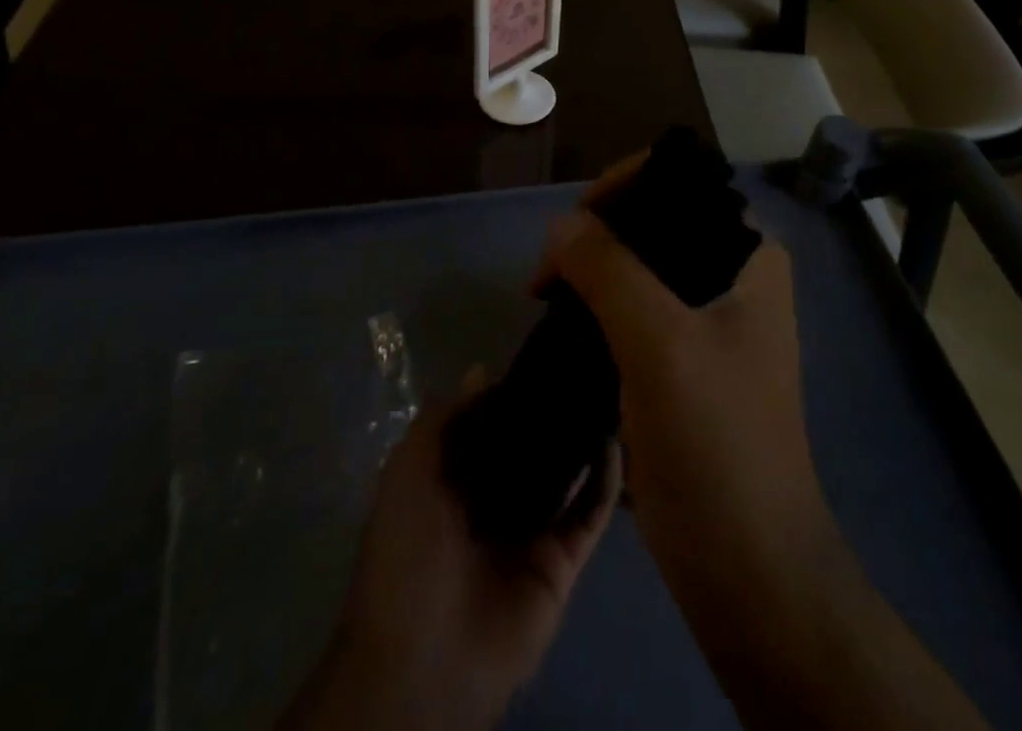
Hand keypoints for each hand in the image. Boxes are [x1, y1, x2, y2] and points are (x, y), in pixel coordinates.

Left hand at [279, 373, 620, 730]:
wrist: (424, 663)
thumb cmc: (407, 555)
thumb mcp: (408, 473)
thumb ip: (443, 420)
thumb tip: (483, 371)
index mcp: (452, 483)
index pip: (487, 427)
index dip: (509, 394)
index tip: (538, 357)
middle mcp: (493, 503)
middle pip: (529, 449)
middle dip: (550, 415)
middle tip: (580, 369)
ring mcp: (530, 533)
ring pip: (565, 477)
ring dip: (583, 441)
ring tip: (606, 392)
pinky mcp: (561, 563)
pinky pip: (589, 515)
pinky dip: (605, 481)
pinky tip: (614, 441)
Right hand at [534, 156, 990, 730]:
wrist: (746, 567)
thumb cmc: (715, 442)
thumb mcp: (659, 342)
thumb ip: (608, 269)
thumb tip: (562, 225)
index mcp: (749, 256)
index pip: (682, 184)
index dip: (623, 186)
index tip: (573, 222)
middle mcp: (733, 277)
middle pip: (654, 224)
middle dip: (597, 236)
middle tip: (549, 272)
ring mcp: (709, 322)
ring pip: (638, 269)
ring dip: (590, 276)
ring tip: (547, 298)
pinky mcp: (683, 362)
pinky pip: (632, 312)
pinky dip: (596, 311)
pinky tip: (562, 327)